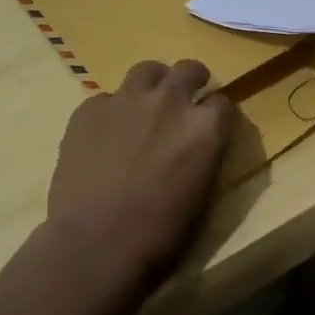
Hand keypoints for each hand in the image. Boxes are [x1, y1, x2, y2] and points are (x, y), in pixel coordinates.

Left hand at [44, 59, 236, 296]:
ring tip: (145, 103)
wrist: (94, 245)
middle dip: (191, 79)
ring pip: (146, 70)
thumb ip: (203, 158)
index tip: (211, 125)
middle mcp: (170, 100)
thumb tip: (198, 147)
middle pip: (189, 69)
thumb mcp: (200, 198)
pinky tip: (103, 136)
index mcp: (204, 127)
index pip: (224, 102)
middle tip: (185, 96)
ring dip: (152, 83)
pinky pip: (106, 99)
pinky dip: (111, 112)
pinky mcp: (90, 108)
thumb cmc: (157, 236)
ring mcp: (127, 99)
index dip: (216, 114)